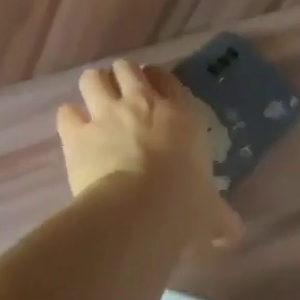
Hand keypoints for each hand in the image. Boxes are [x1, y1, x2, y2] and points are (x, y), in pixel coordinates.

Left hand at [56, 59, 239, 245]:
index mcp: (180, 115)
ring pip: (92, 78)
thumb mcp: (211, 212)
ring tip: (95, 106)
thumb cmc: (184, 207)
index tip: (155, 91)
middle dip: (122, 78)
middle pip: (126, 68)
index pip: (167, 78)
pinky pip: (66, 112)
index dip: (158, 81)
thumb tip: (233, 231)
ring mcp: (106, 114)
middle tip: (122, 98)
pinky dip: (70, 119)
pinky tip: (74, 132)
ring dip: (93, 89)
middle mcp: (141, 103)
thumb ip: (221, 216)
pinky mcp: (77, 133)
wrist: (139, 211)